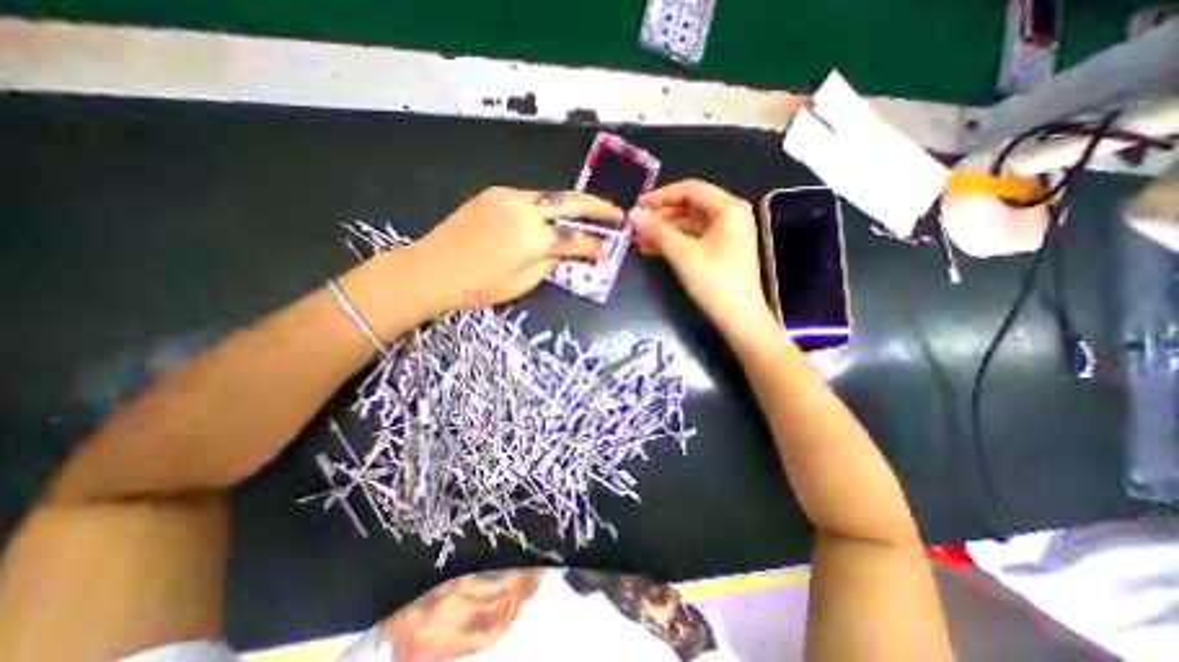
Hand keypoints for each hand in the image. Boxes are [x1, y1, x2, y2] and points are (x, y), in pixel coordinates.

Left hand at [409, 183, 626, 309]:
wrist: (431, 269)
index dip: (594, 247)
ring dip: (572, 204)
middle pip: (571, 201)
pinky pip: (530, 198)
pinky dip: (547, 206)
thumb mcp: (523, 283)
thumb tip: (566, 252)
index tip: (604, 254)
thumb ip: (551, 263)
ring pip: (551, 196)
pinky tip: (551, 216)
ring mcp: (509, 196)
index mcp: (534, 237)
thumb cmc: (479, 285)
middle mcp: (526, 209)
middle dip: (598, 207)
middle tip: (616, 213)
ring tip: (587, 213)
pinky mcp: (495, 194)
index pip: (576, 238)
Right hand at [636, 179, 775, 341]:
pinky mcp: (719, 251)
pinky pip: (692, 240)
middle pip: (689, 207)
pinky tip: (650, 249)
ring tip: (637, 240)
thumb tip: (632, 214)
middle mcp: (729, 216)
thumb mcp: (682, 253)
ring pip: (688, 226)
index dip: (662, 196)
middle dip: (660, 217)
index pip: (690, 190)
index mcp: (728, 208)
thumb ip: (657, 231)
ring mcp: (725, 235)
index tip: (638, 206)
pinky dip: (673, 243)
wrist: (738, 318)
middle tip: (635, 226)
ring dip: (663, 232)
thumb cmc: (714, 281)